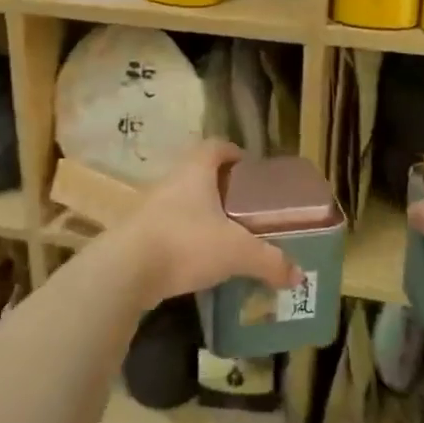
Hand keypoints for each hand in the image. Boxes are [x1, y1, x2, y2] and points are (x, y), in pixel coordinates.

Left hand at [106, 140, 303, 308]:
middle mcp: (170, 181)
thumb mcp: (237, 252)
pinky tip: (199, 259)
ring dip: (201, 214)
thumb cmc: (186, 243)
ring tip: (225, 236)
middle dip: (221, 188)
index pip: (215, 146)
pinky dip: (185, 238)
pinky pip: (168, 228)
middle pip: (198, 174)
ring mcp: (150, 208)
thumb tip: (298, 276)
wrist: (125, 271)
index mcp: (195, 171)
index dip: (234, 152)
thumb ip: (269, 261)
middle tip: (244, 208)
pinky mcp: (138, 235)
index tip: (250, 168)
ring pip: (182, 202)